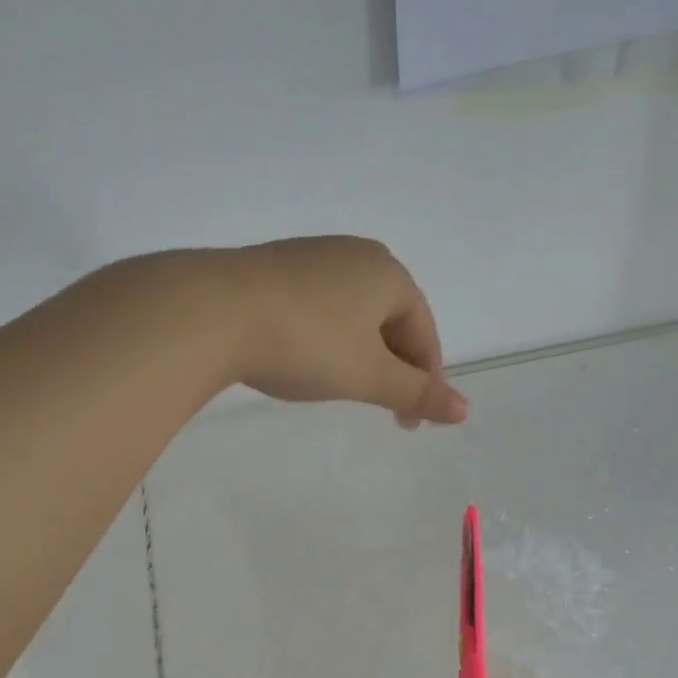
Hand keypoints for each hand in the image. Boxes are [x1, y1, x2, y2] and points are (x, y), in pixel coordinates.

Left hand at [227, 237, 466, 426]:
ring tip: (344, 385)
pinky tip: (305, 357)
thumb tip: (464, 410)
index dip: (424, 381)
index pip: (423, 333)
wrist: (214, 311)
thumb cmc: (305, 344)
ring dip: (359, 352)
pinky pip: (318, 306)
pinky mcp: (274, 266)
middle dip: (392, 366)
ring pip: (353, 313)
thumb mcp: (367, 376)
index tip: (410, 422)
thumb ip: (417, 393)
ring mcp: (311, 256)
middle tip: (382, 407)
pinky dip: (325, 336)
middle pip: (391, 320)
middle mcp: (355, 254)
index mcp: (389, 274)